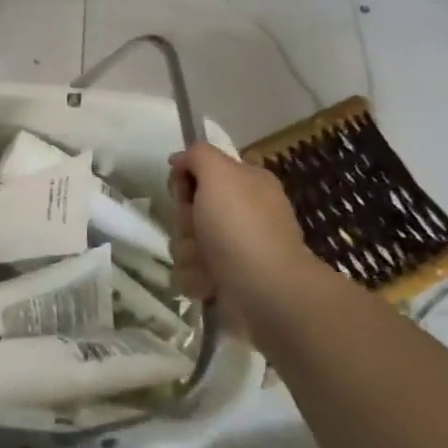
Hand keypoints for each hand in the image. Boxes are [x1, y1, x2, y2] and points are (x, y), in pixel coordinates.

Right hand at [168, 141, 322, 335]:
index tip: (184, 192)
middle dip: (185, 222)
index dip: (186, 181)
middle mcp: (243, 213)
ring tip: (206, 264)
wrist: (267, 292)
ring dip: (188, 253)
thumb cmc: (241, 226)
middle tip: (197, 230)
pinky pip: (192, 273)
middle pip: (190, 209)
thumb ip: (197, 155)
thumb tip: (180, 161)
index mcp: (247, 183)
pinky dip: (196, 278)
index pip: (201, 172)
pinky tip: (210, 284)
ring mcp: (236, 249)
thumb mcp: (219, 173)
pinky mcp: (227, 281)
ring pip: (187, 242)